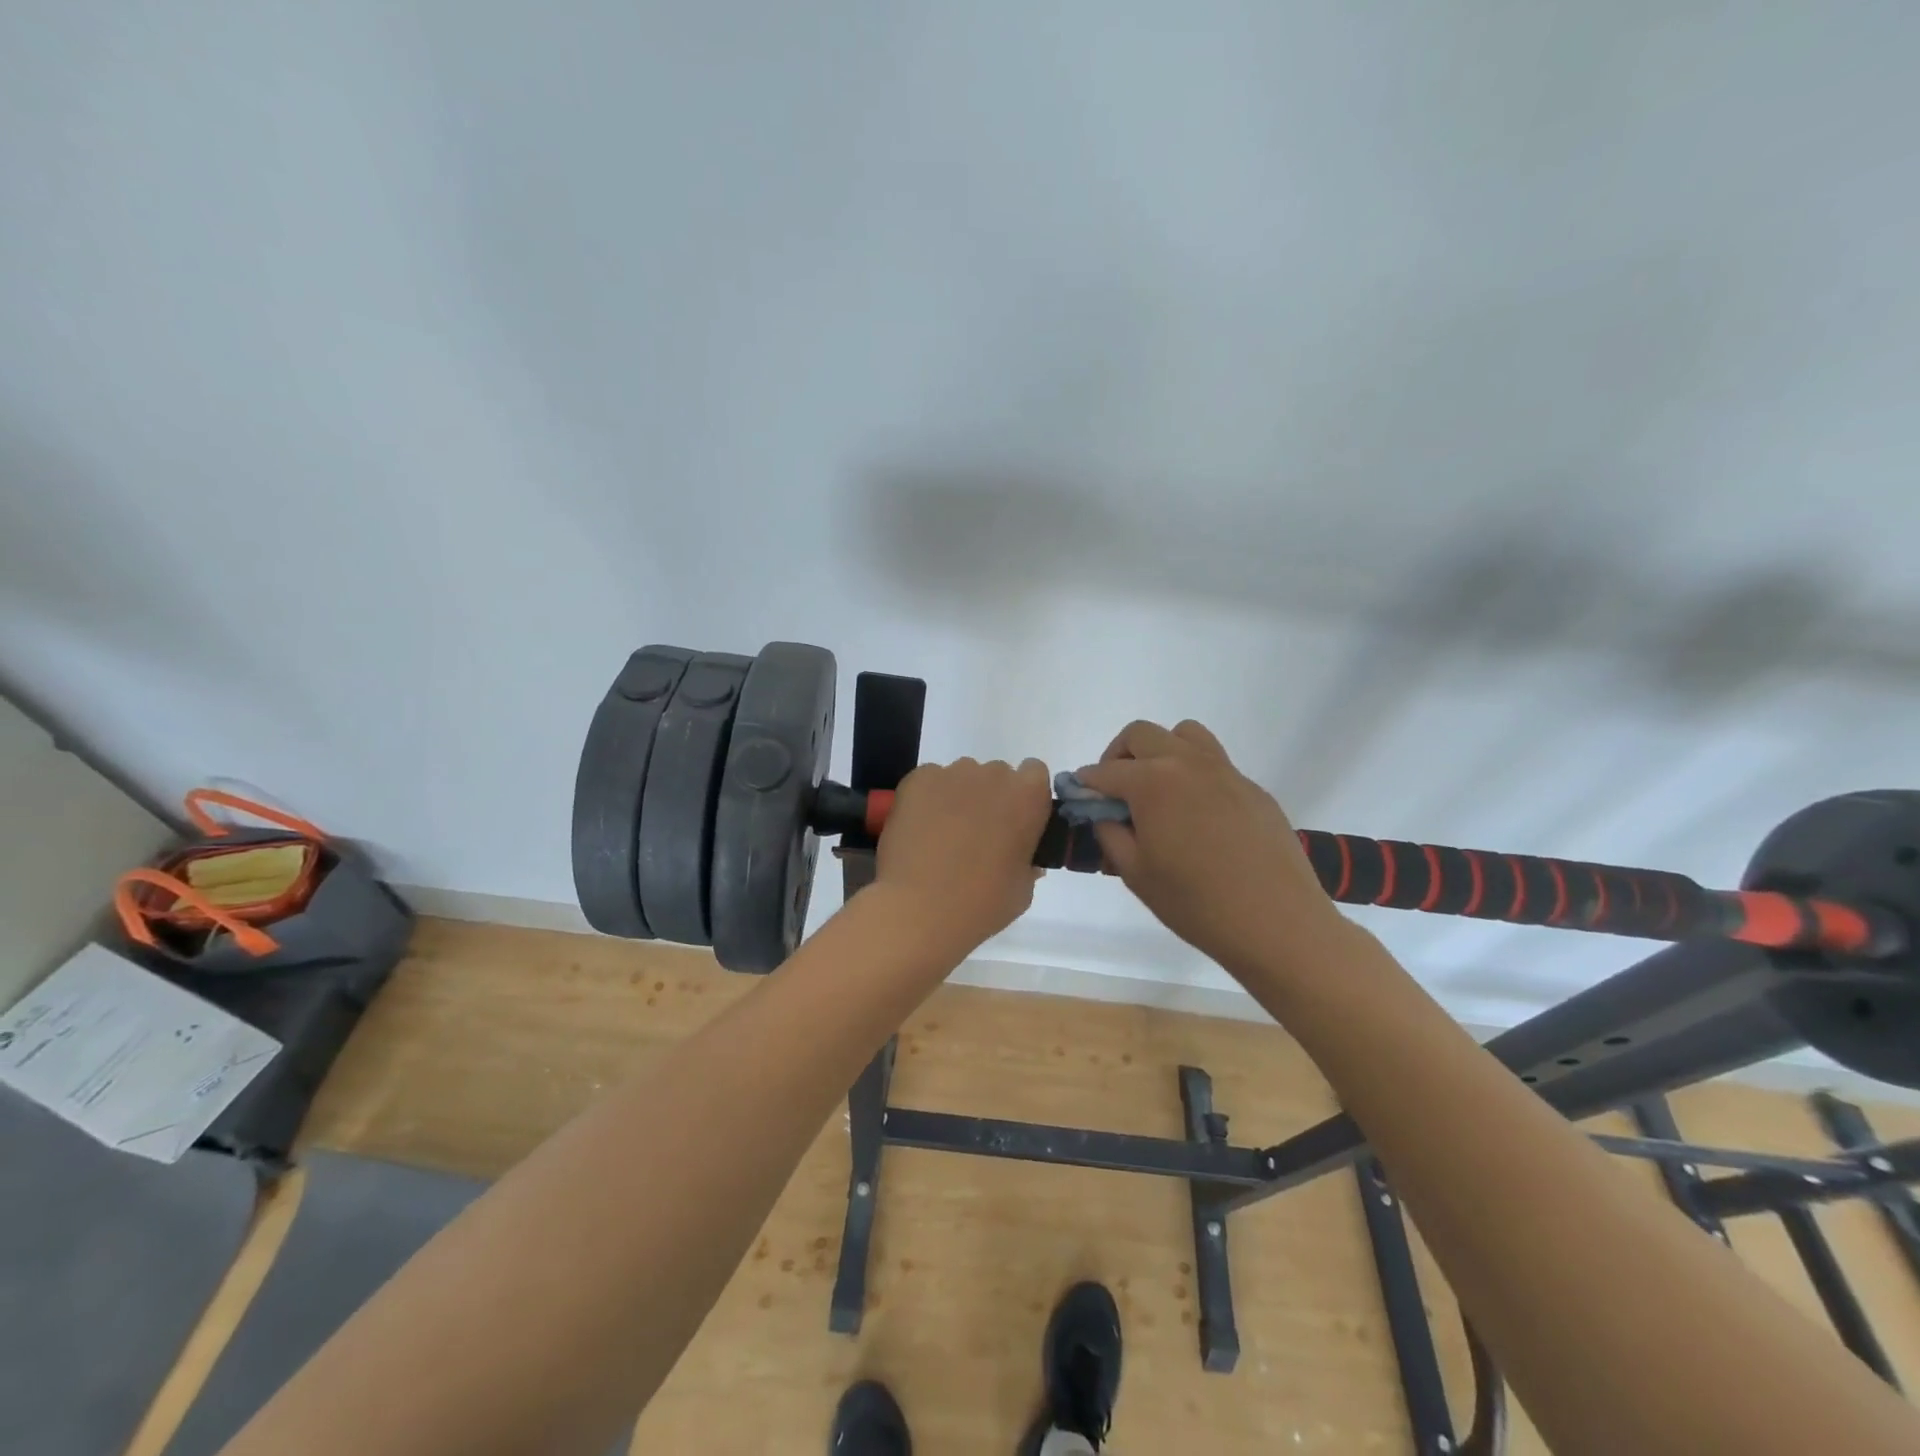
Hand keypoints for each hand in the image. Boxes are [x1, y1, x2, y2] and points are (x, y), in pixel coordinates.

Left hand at [874, 757, 1052, 956]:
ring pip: (962, 777)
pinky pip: (930, 782)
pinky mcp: (917, 780)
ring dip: (959, 797)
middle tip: (979, 834)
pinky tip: (920, 830)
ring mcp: (952, 774)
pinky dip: (928, 799)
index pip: (1034, 774)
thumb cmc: (982, 903)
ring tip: (944, 835)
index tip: (1015, 822)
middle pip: (996, 775)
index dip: (1024, 797)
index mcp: (1028, 796)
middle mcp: (993, 775)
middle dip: (990, 797)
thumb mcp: (1022, 890)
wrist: (920, 909)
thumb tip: (1021, 857)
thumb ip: (1027, 863)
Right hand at [1075, 721, 1346, 974]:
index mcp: (1152, 782)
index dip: (1086, 784)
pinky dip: (1194, 775)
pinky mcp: (1252, 789)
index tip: (1080, 799)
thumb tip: (1105, 813)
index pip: (1105, 771)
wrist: (1277, 923)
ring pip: (1184, 735)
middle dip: (1119, 756)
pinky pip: (1215, 764)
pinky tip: (1199, 817)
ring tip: (1159, 790)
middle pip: (1141, 735)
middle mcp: (1187, 763)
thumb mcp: (1135, 873)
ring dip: (1161, 751)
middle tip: (1116, 792)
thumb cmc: (1195, 903)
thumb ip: (1110, 833)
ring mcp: (1225, 771)